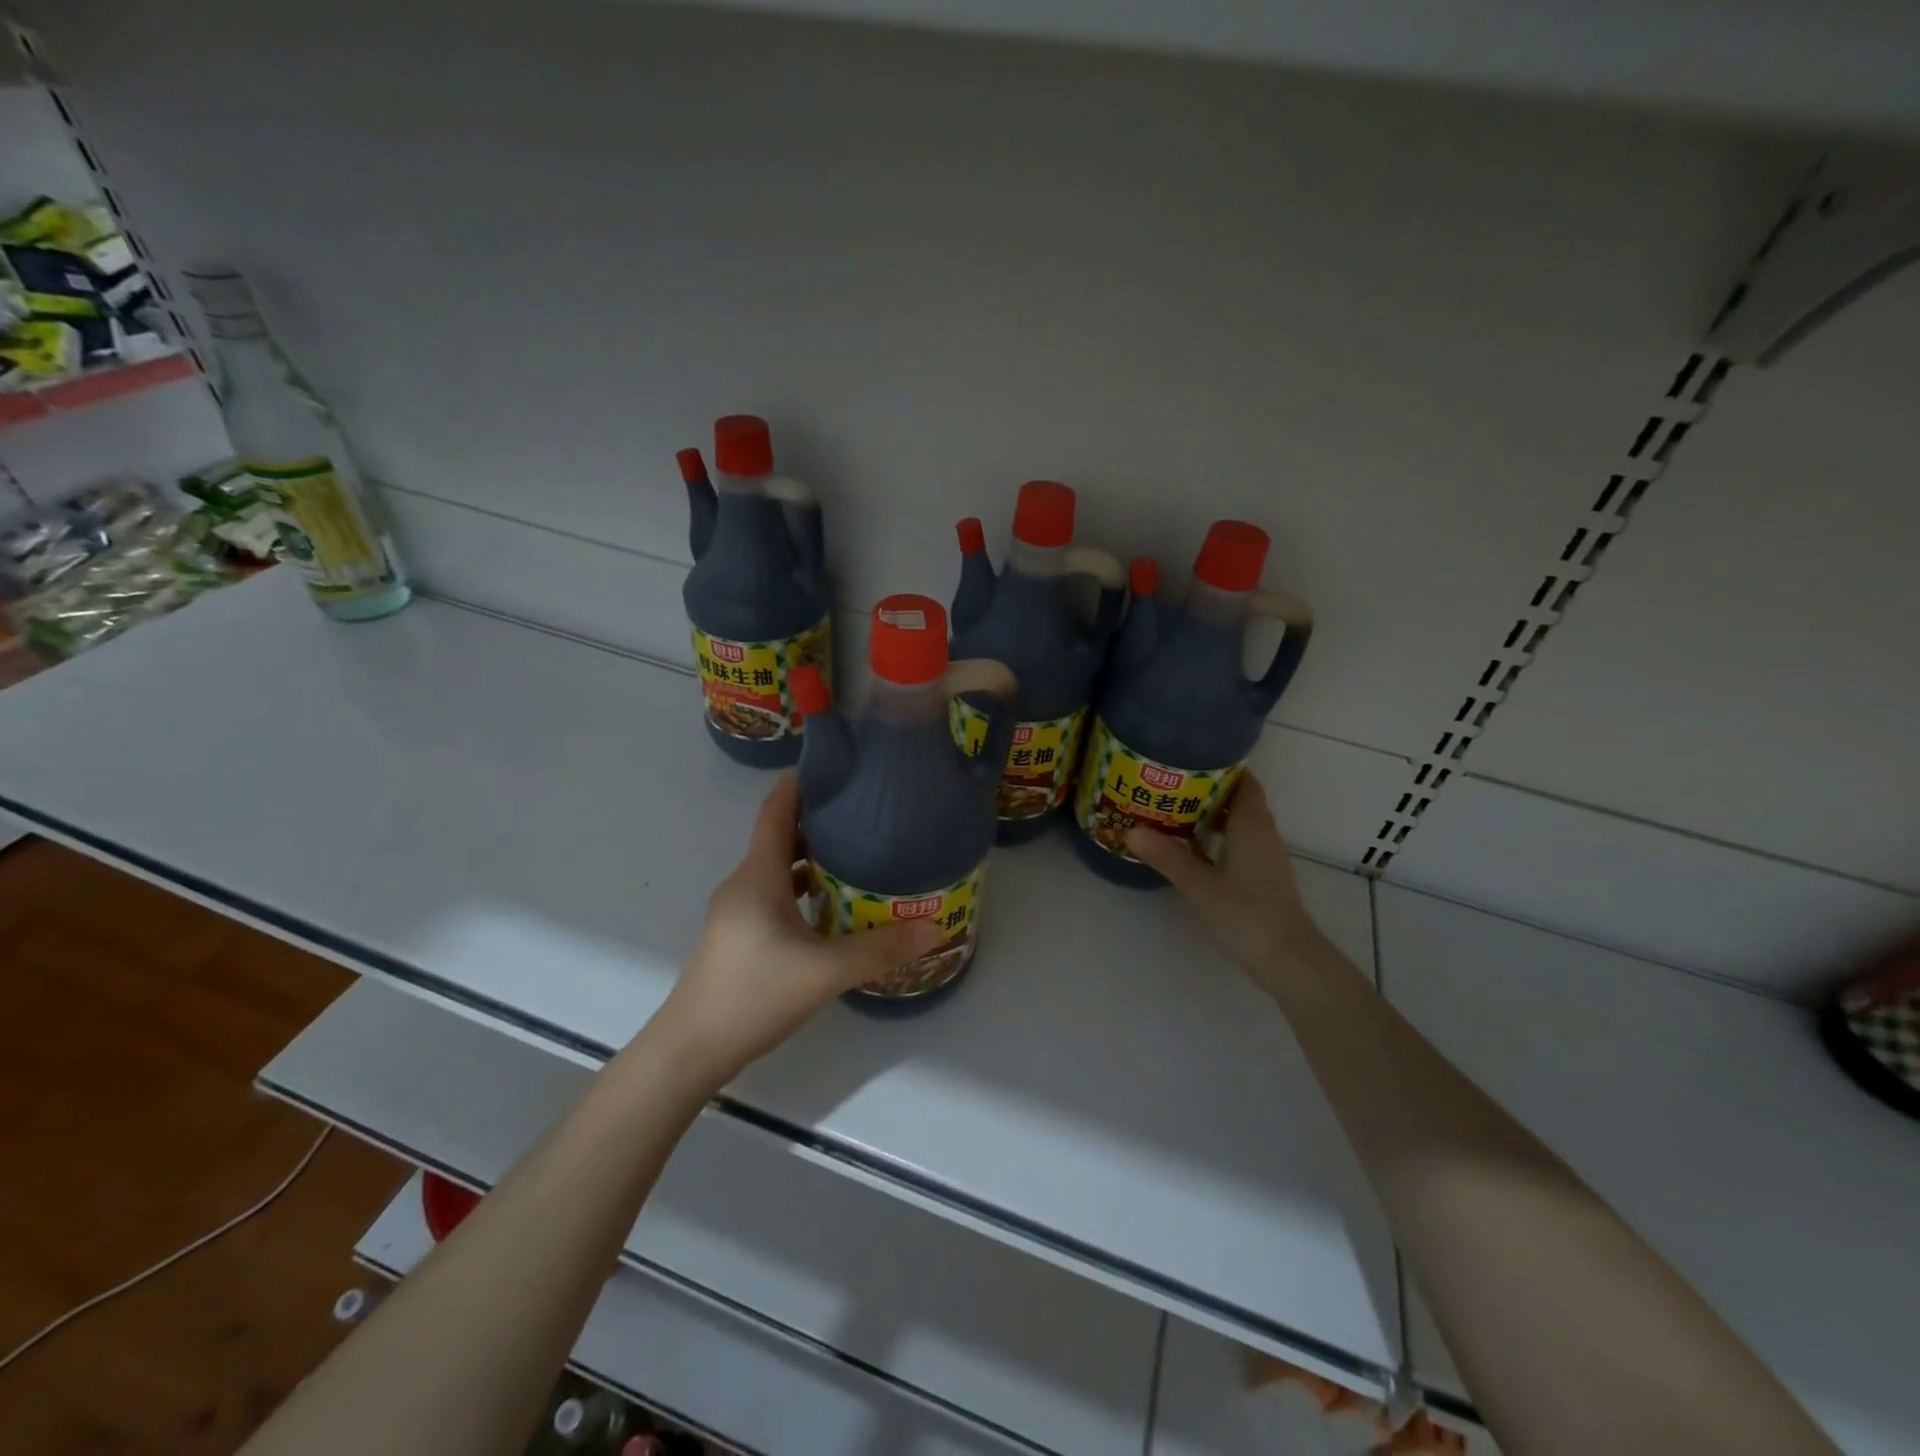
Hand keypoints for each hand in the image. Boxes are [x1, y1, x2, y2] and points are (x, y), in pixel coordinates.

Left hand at [651, 775, 940, 1085]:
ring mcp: (737, 910)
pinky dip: (800, 886)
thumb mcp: (825, 971)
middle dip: (818, 818)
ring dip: (810, 855)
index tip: (837, 764)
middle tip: (864, 810)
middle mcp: (744, 883)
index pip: (776, 809)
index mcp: (758, 875)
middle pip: (779, 835)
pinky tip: (831, 904)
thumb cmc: (754, 994)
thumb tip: (933, 929)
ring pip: (777, 867)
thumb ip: (880, 949)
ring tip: (856, 851)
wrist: (691, 1048)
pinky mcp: (738, 934)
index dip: (801, 782)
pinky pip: (773, 893)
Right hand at [1124, 773, 1328, 995]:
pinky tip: (1192, 846)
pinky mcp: (1263, 876)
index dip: (1220, 767)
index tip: (1188, 759)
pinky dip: (1218, 836)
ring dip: (1212, 814)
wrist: (1287, 959)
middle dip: (1207, 789)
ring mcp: (1265, 856)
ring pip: (1238, 822)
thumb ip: (1167, 857)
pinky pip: (1239, 842)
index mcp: (1252, 824)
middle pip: (1238, 799)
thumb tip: (1130, 831)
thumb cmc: (1246, 913)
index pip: (1243, 781)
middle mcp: (1262, 833)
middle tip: (1169, 783)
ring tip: (1173, 809)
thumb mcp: (1200, 884)